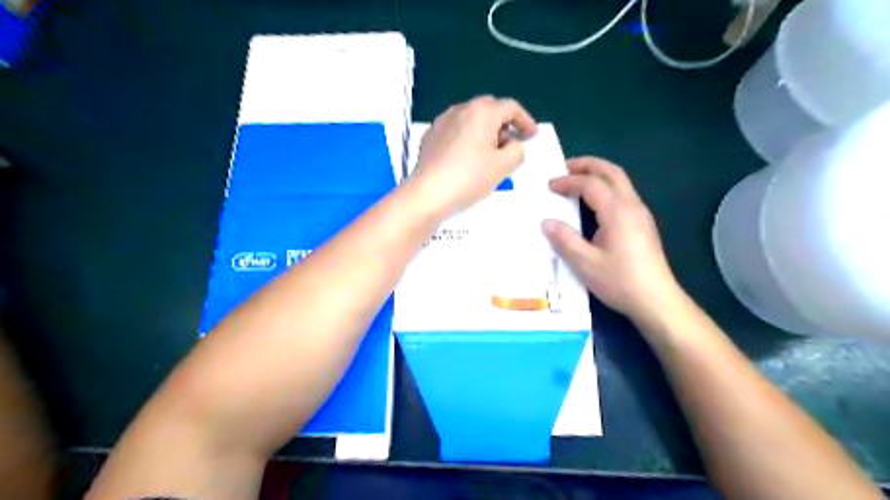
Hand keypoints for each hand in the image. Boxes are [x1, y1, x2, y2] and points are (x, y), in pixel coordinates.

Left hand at [407, 96, 534, 216]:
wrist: (429, 193)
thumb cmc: (470, 178)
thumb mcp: (503, 166)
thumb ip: (517, 150)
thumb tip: (511, 145)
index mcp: (482, 112)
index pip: (510, 107)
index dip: (525, 120)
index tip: (531, 136)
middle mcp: (461, 109)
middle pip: (489, 108)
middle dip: (504, 123)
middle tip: (510, 144)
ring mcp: (442, 121)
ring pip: (471, 118)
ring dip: (484, 130)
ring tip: (488, 153)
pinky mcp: (431, 135)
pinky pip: (455, 129)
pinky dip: (467, 137)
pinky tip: (467, 157)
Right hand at [543, 157, 681, 323]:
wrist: (656, 301)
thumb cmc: (620, 281)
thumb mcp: (585, 263)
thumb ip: (565, 240)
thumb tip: (547, 222)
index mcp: (617, 211)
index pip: (591, 184)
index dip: (568, 181)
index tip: (549, 185)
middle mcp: (632, 206)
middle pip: (612, 172)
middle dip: (588, 165)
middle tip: (565, 167)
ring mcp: (641, 214)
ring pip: (620, 182)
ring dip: (598, 175)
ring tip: (577, 180)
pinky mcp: (643, 224)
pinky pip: (623, 194)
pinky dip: (605, 188)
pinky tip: (593, 203)